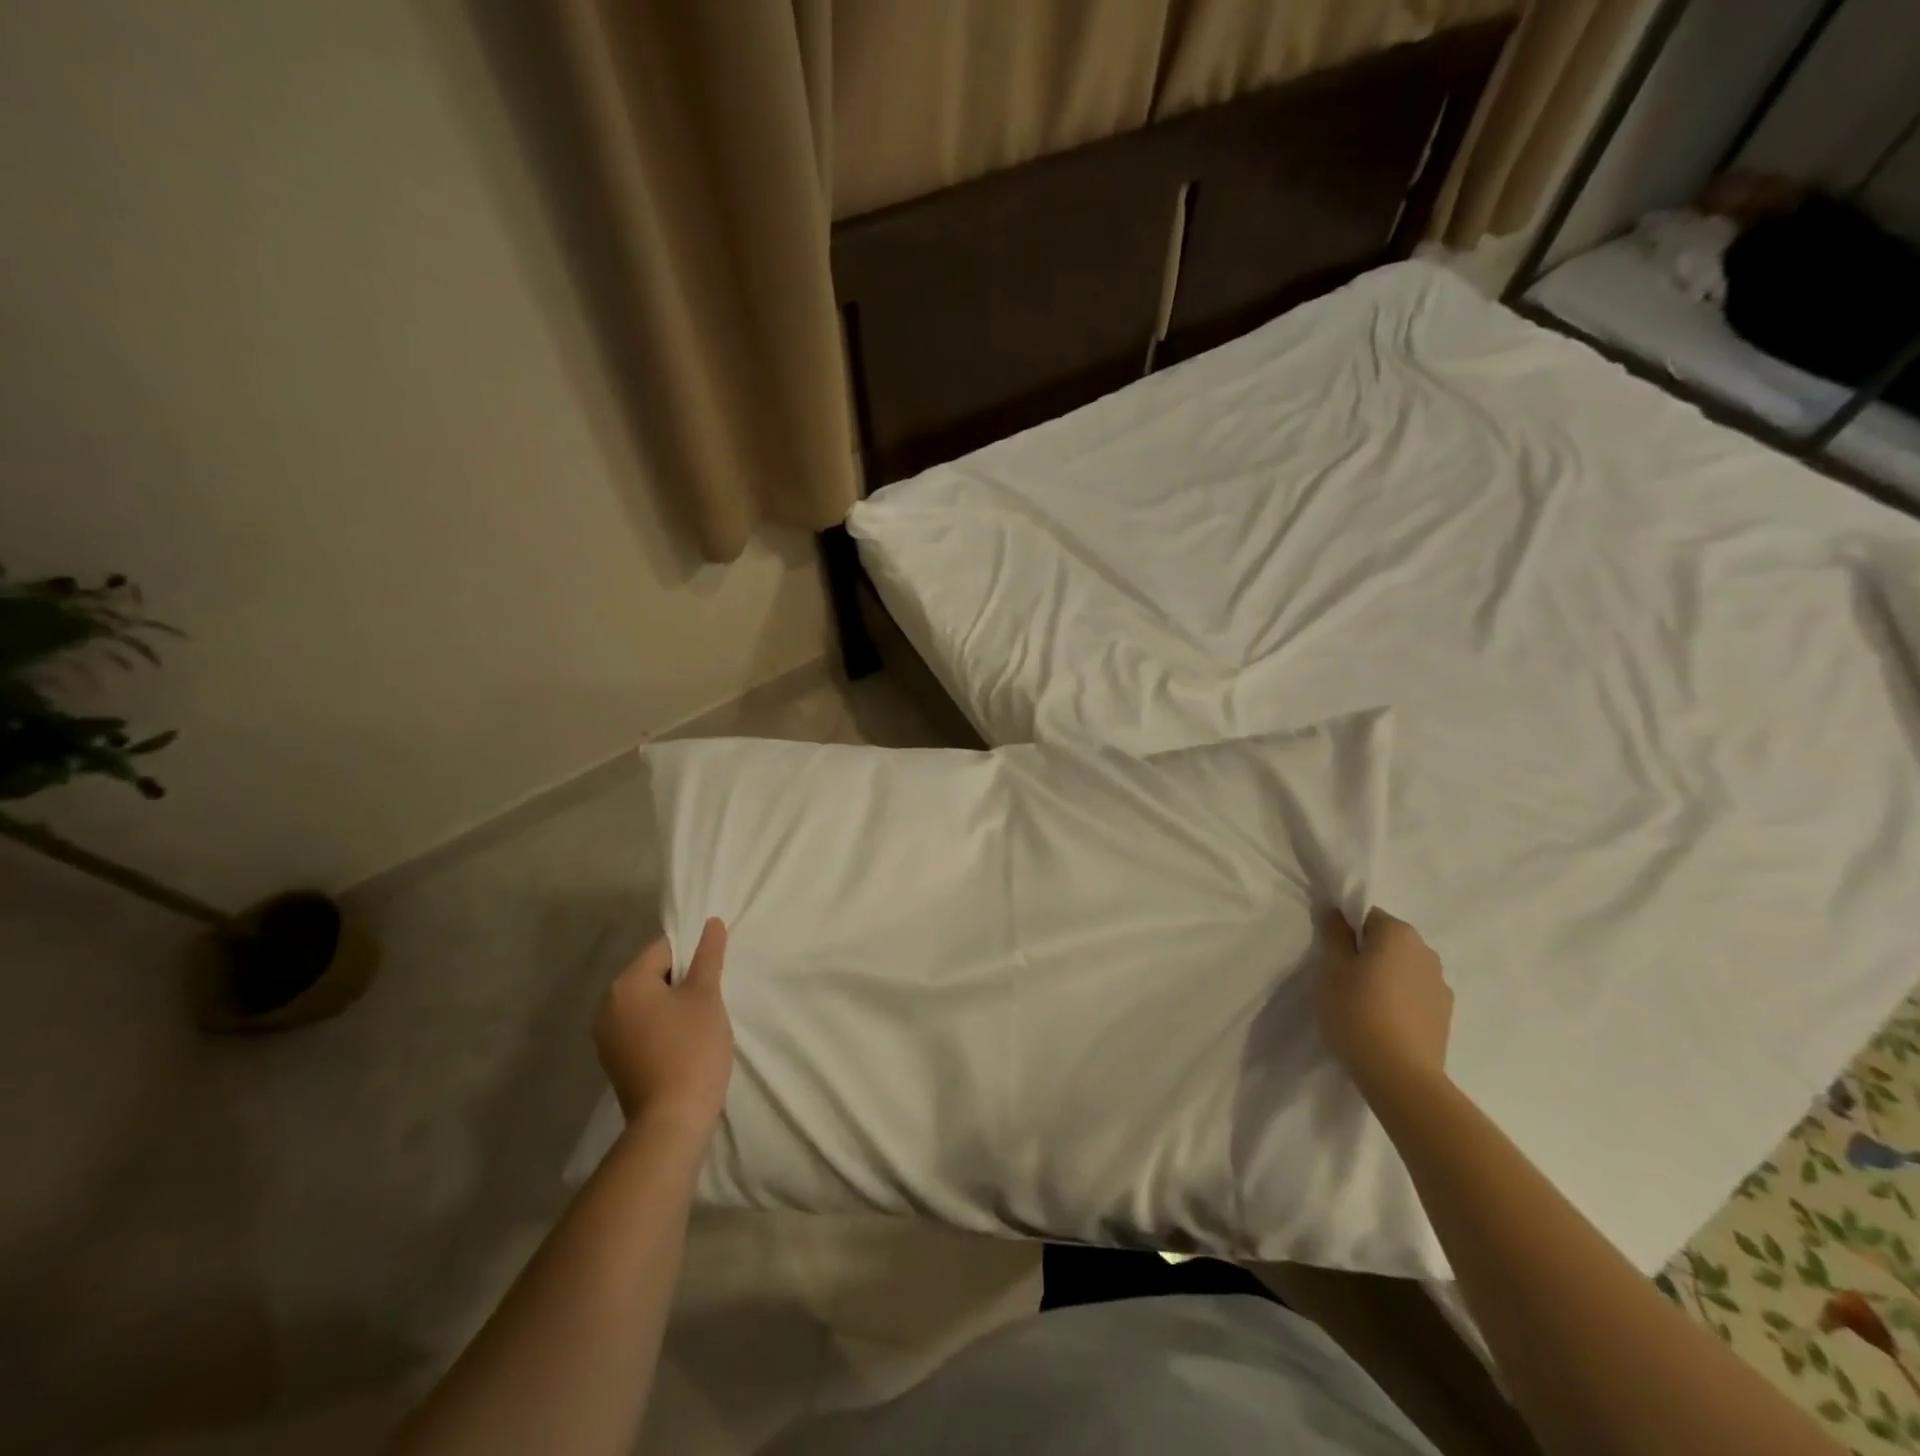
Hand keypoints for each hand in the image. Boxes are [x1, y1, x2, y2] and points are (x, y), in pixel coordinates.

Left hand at [594, 918, 732, 1138]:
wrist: (671, 1121)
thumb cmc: (692, 1049)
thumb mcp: (706, 996)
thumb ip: (708, 956)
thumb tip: (710, 923)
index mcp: (626, 984)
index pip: (663, 949)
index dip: (693, 955)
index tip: (713, 975)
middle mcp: (607, 1006)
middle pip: (652, 975)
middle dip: (682, 981)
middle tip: (711, 999)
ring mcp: (606, 1037)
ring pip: (647, 1003)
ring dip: (673, 1005)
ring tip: (700, 1022)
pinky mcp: (614, 1061)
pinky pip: (641, 1027)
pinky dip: (661, 1027)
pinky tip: (683, 1044)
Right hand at [1318, 907, 1452, 1098]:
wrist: (1400, 1074)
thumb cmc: (1357, 1011)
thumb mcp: (1332, 969)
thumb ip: (1335, 935)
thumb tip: (1336, 911)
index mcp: (1398, 933)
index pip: (1367, 916)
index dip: (1347, 933)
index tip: (1334, 957)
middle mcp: (1426, 951)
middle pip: (1389, 941)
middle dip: (1368, 953)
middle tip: (1345, 980)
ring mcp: (1441, 984)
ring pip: (1404, 968)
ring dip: (1386, 976)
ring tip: (1365, 1005)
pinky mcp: (1446, 1014)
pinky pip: (1416, 993)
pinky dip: (1401, 999)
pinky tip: (1385, 1022)